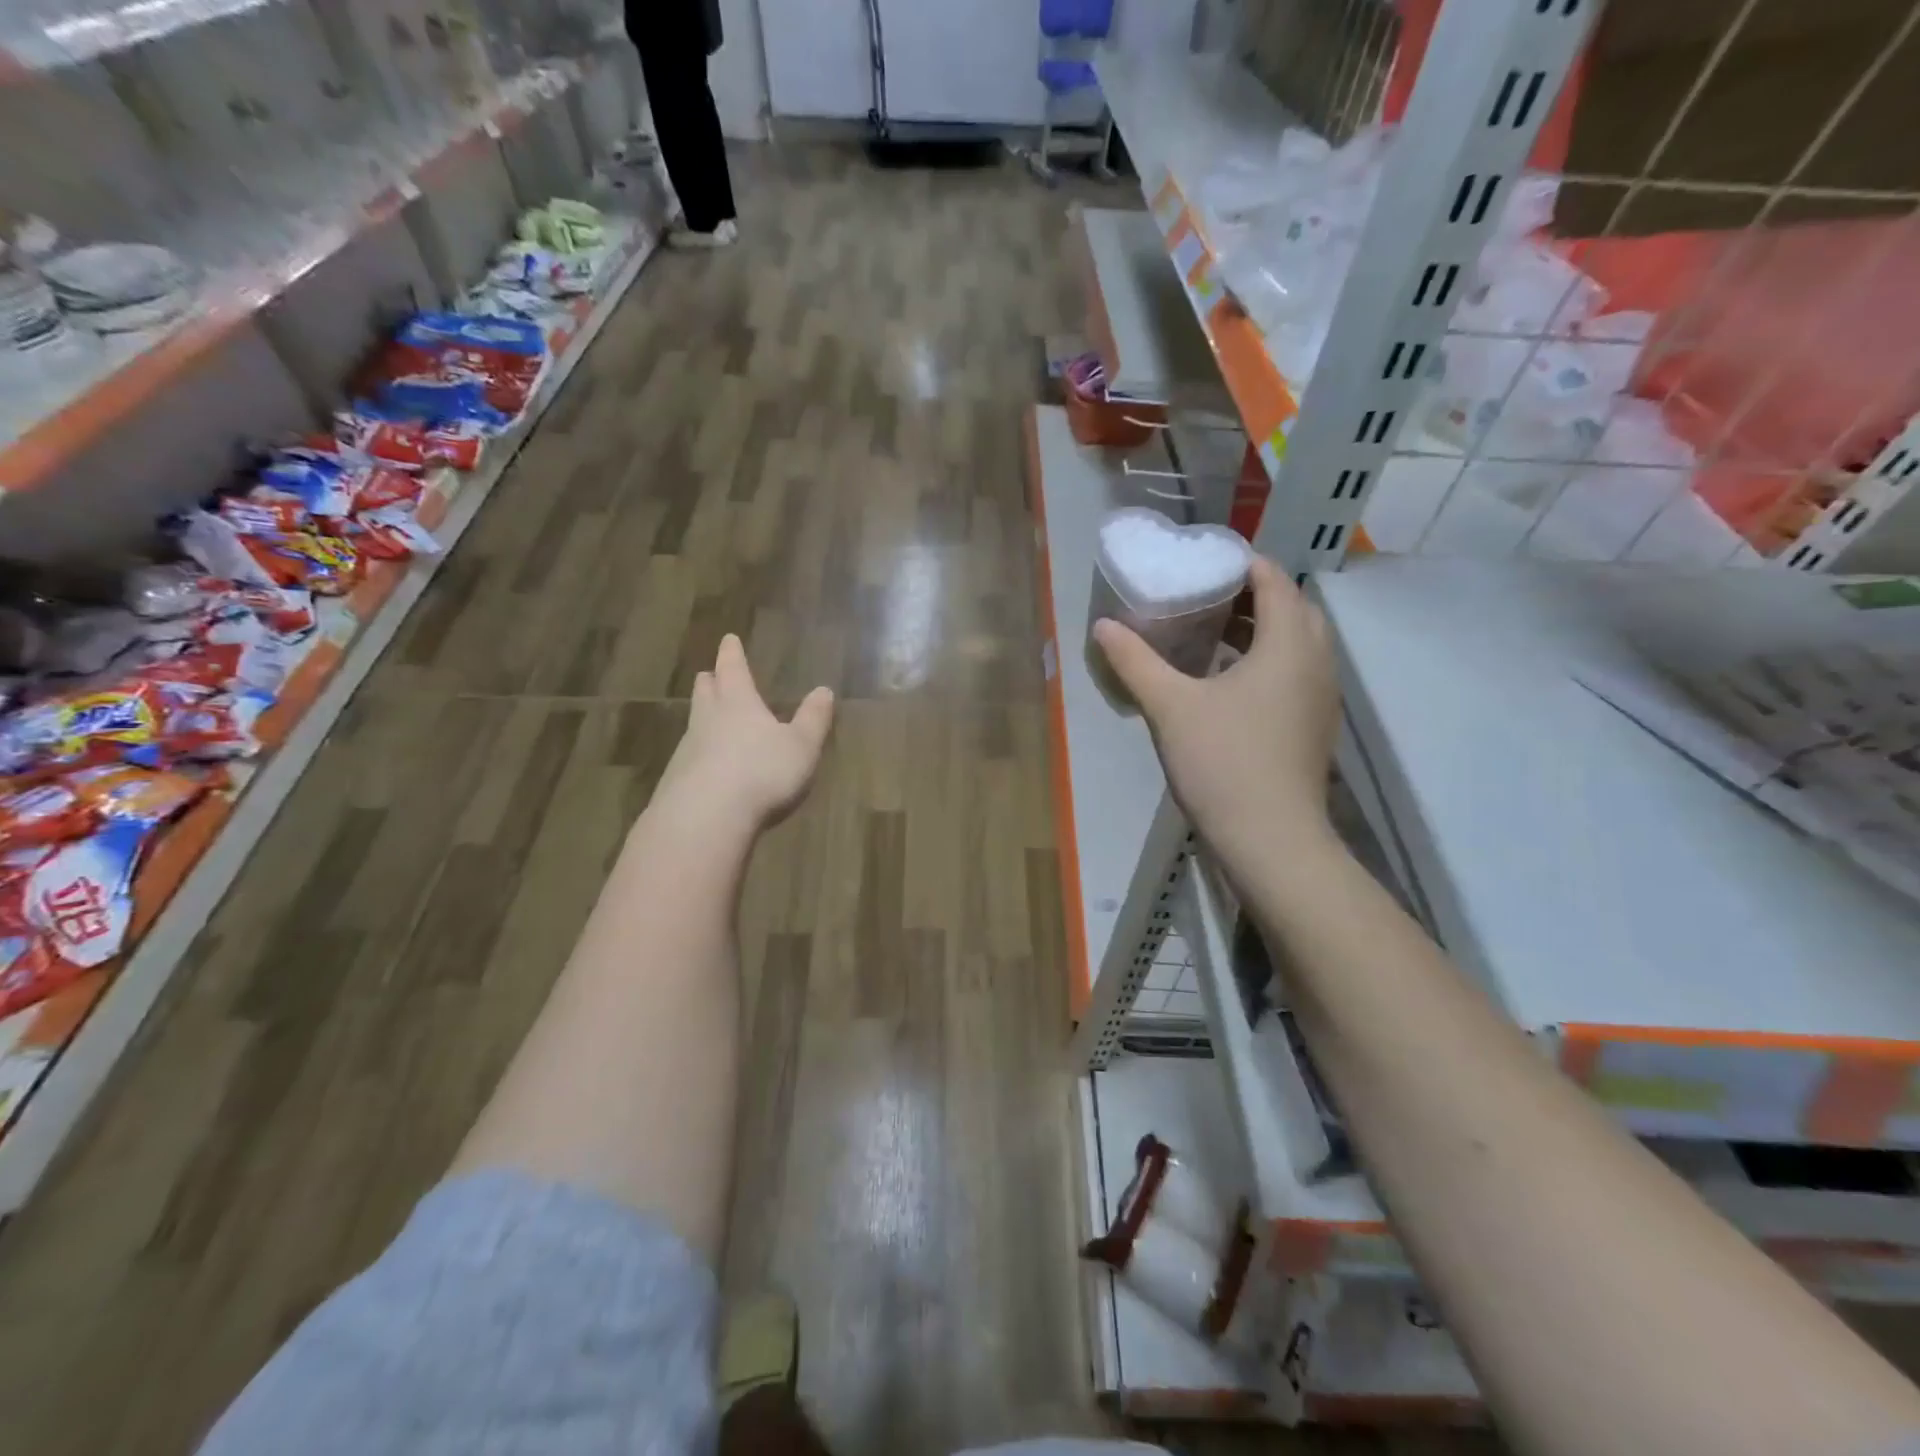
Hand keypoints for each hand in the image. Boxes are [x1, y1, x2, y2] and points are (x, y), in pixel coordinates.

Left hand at [656, 635, 834, 832]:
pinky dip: (699, 753)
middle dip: (711, 681)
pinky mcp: (676, 781)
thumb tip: (824, 690)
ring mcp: (688, 750)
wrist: (706, 817)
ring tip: (711, 719)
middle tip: (711, 674)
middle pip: (706, 693)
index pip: (733, 669)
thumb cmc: (762, 772)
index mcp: (738, 703)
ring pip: (694, 724)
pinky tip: (706, 766)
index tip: (728, 639)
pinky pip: (689, 757)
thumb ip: (813, 719)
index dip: (732, 654)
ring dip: (703, 717)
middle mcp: (708, 719)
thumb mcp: (801, 746)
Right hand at [1094, 557, 1338, 863]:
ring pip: (1296, 644)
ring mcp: (1320, 696)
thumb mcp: (1169, 706)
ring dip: (1260, 630)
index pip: (1274, 580)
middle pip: (1291, 608)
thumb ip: (1135, 661)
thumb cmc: (1223, 762)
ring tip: (1211, 634)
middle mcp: (1315, 661)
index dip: (1241, 563)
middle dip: (1251, 595)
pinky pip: (1295, 673)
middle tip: (1204, 597)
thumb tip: (1103, 626)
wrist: (1270, 840)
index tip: (1202, 562)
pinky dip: (1267, 662)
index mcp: (1288, 643)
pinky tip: (1226, 683)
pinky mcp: (1314, 725)